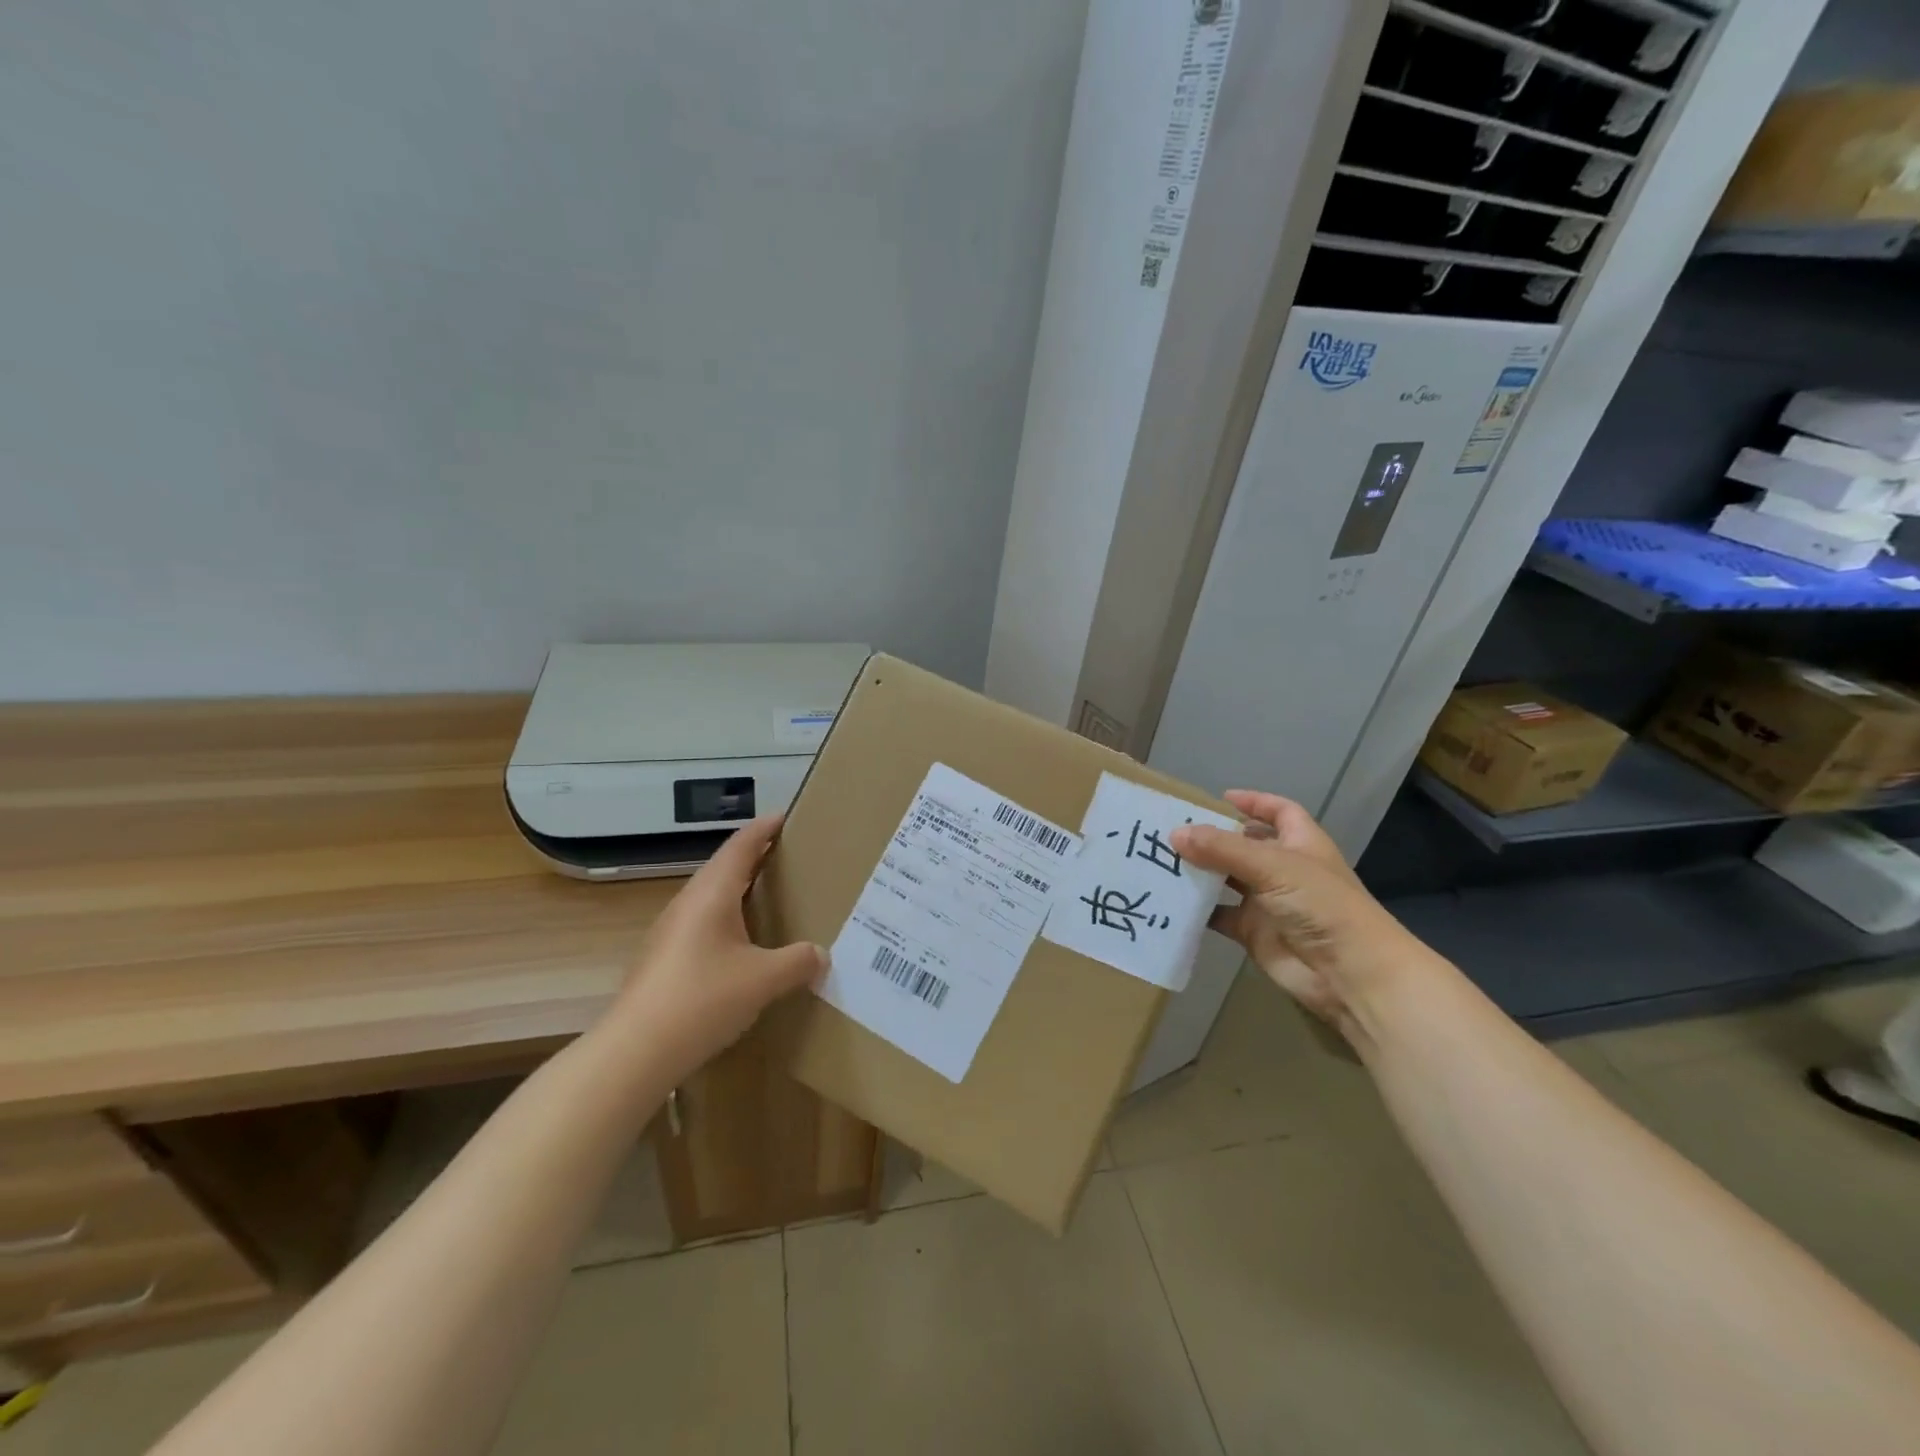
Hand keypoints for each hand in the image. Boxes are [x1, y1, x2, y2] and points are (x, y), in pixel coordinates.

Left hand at [607, 814, 823, 1082]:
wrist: (634, 1051)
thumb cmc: (703, 1000)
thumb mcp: (763, 980)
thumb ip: (798, 962)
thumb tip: (820, 954)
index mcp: (712, 894)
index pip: (741, 846)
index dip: (764, 829)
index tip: (786, 816)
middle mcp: (688, 903)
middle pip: (723, 867)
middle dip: (755, 858)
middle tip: (788, 858)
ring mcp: (669, 931)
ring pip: (710, 897)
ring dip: (738, 890)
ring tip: (769, 897)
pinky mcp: (662, 959)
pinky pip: (701, 923)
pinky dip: (726, 919)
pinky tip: (740, 945)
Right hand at [1171, 791, 1418, 1041]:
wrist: (1349, 974)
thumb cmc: (1321, 906)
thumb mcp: (1273, 866)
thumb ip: (1223, 849)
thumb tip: (1175, 834)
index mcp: (1301, 843)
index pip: (1280, 812)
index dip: (1254, 802)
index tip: (1219, 799)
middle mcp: (1284, 869)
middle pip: (1245, 845)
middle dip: (1213, 837)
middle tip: (1171, 829)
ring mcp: (1268, 902)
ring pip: (1227, 880)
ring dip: (1201, 872)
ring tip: (1161, 860)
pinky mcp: (1253, 933)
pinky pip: (1219, 915)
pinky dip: (1197, 910)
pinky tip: (1170, 900)